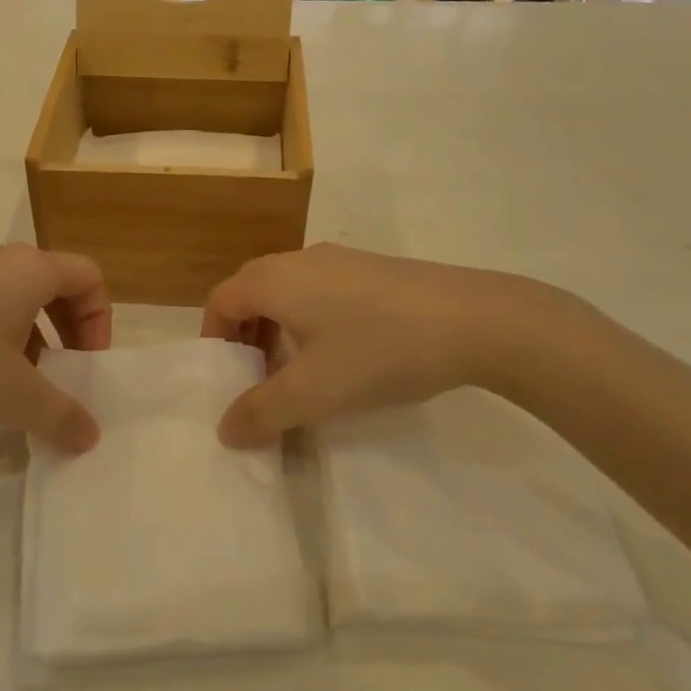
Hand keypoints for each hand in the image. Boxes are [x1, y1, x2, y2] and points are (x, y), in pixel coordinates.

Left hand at [0, 244, 111, 457]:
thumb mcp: (14, 398)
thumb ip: (62, 416)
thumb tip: (90, 436)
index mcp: (28, 270)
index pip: (88, 277)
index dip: (100, 321)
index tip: (85, 365)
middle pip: (54, 283)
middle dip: (68, 330)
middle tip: (59, 374)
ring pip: (15, 294)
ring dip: (32, 334)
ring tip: (15, 382)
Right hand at [201, 244, 573, 447]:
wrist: (476, 320)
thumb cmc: (379, 351)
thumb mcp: (313, 392)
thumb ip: (261, 413)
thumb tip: (224, 430)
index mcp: (275, 279)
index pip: (221, 300)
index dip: (215, 339)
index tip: (227, 378)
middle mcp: (301, 259)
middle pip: (252, 291)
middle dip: (245, 336)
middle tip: (258, 379)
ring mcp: (341, 260)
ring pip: (289, 291)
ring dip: (279, 329)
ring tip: (300, 372)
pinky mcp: (374, 269)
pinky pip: (321, 290)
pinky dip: (311, 320)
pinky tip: (345, 354)